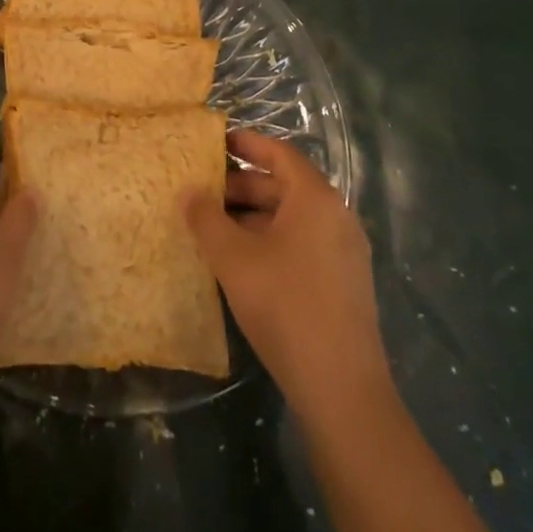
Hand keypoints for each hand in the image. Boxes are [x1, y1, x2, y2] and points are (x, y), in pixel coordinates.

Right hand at [185, 130, 391, 427]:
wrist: (341, 388)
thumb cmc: (284, 305)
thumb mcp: (233, 257)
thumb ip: (206, 218)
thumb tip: (188, 191)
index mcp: (316, 199)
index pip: (279, 154)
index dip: (247, 144)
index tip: (215, 143)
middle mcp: (336, 216)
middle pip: (285, 186)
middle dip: (242, 185)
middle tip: (203, 191)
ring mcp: (344, 252)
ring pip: (291, 218)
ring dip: (253, 216)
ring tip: (213, 226)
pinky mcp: (343, 283)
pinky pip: (301, 243)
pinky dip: (270, 240)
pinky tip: (240, 261)